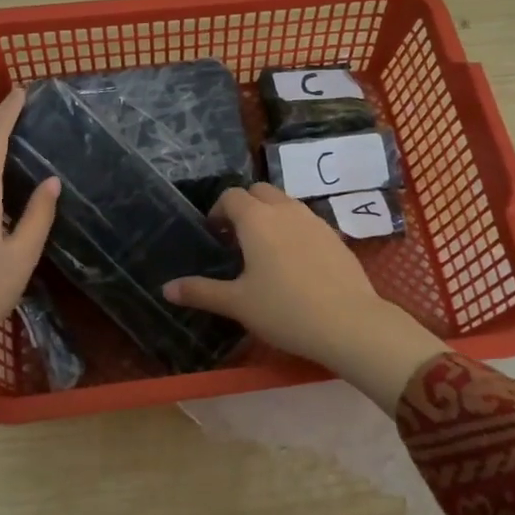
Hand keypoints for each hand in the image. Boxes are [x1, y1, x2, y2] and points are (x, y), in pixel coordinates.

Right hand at [162, 183, 443, 415]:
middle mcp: (285, 209)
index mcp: (256, 219)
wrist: (349, 323)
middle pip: (260, 191)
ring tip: (265, 250)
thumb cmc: (284, 310)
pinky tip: (295, 263)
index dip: (218, 211)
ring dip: (271, 215)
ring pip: (286, 203)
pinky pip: (307, 220)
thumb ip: (201, 292)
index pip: (232, 196)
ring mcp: (314, 220)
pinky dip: (294, 229)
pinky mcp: (335, 236)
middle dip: (245, 206)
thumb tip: (166, 288)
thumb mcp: (237, 303)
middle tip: (237, 239)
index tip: (215, 234)